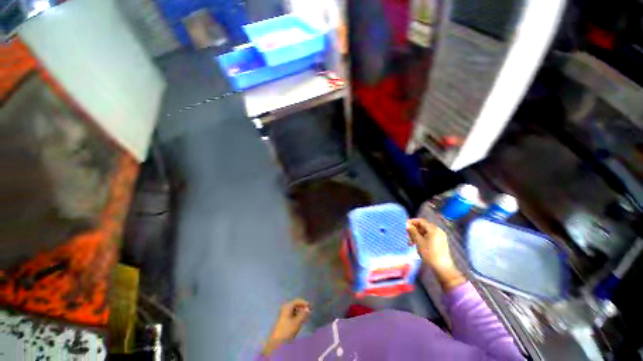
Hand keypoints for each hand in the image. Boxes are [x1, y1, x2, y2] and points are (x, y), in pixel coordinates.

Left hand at [263, 299, 310, 354]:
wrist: (276, 342)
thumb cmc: (287, 330)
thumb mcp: (297, 322)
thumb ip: (304, 314)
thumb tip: (308, 309)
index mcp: (287, 306)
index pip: (297, 301)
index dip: (304, 303)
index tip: (310, 306)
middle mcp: (285, 308)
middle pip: (295, 305)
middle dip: (302, 307)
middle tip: (309, 311)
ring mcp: (283, 314)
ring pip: (293, 310)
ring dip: (300, 312)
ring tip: (305, 316)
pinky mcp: (283, 320)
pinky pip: (291, 315)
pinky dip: (296, 316)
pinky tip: (300, 320)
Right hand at [406, 218, 465, 290]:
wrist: (443, 269)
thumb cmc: (430, 254)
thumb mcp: (418, 242)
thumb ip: (412, 232)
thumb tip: (406, 224)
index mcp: (433, 229)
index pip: (421, 221)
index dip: (411, 222)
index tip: (404, 226)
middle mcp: (438, 231)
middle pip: (423, 227)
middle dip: (413, 231)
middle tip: (407, 237)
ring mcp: (440, 237)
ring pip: (425, 233)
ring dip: (416, 236)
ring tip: (411, 243)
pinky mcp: (440, 243)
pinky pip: (429, 237)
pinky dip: (422, 239)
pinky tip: (417, 246)